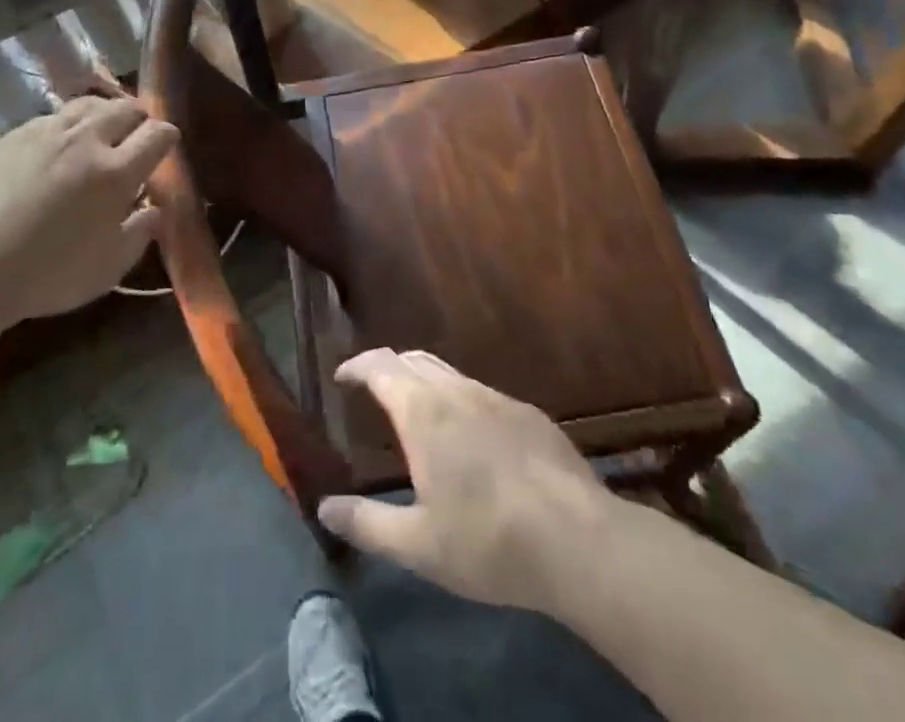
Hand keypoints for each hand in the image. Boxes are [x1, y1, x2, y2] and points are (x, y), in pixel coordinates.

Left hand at [0, 96, 177, 323]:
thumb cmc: (47, 276)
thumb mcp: (108, 268)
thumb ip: (140, 233)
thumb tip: (155, 210)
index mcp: (116, 172)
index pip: (158, 134)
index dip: (168, 137)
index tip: (166, 147)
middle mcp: (86, 140)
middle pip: (125, 108)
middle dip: (139, 120)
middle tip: (135, 138)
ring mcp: (46, 133)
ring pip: (88, 104)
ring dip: (104, 114)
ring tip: (100, 133)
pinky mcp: (13, 136)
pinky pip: (52, 117)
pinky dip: (67, 125)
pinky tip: (58, 147)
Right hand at [316, 349, 610, 614]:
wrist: (579, 541)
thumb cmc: (488, 541)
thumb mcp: (418, 545)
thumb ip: (367, 524)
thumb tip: (325, 508)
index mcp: (422, 411)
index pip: (380, 366)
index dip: (356, 366)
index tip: (342, 378)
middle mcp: (456, 390)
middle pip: (413, 360)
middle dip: (388, 369)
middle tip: (373, 393)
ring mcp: (496, 397)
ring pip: (449, 373)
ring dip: (424, 383)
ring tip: (417, 415)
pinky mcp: (528, 413)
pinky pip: (481, 393)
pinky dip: (459, 400)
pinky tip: (471, 440)